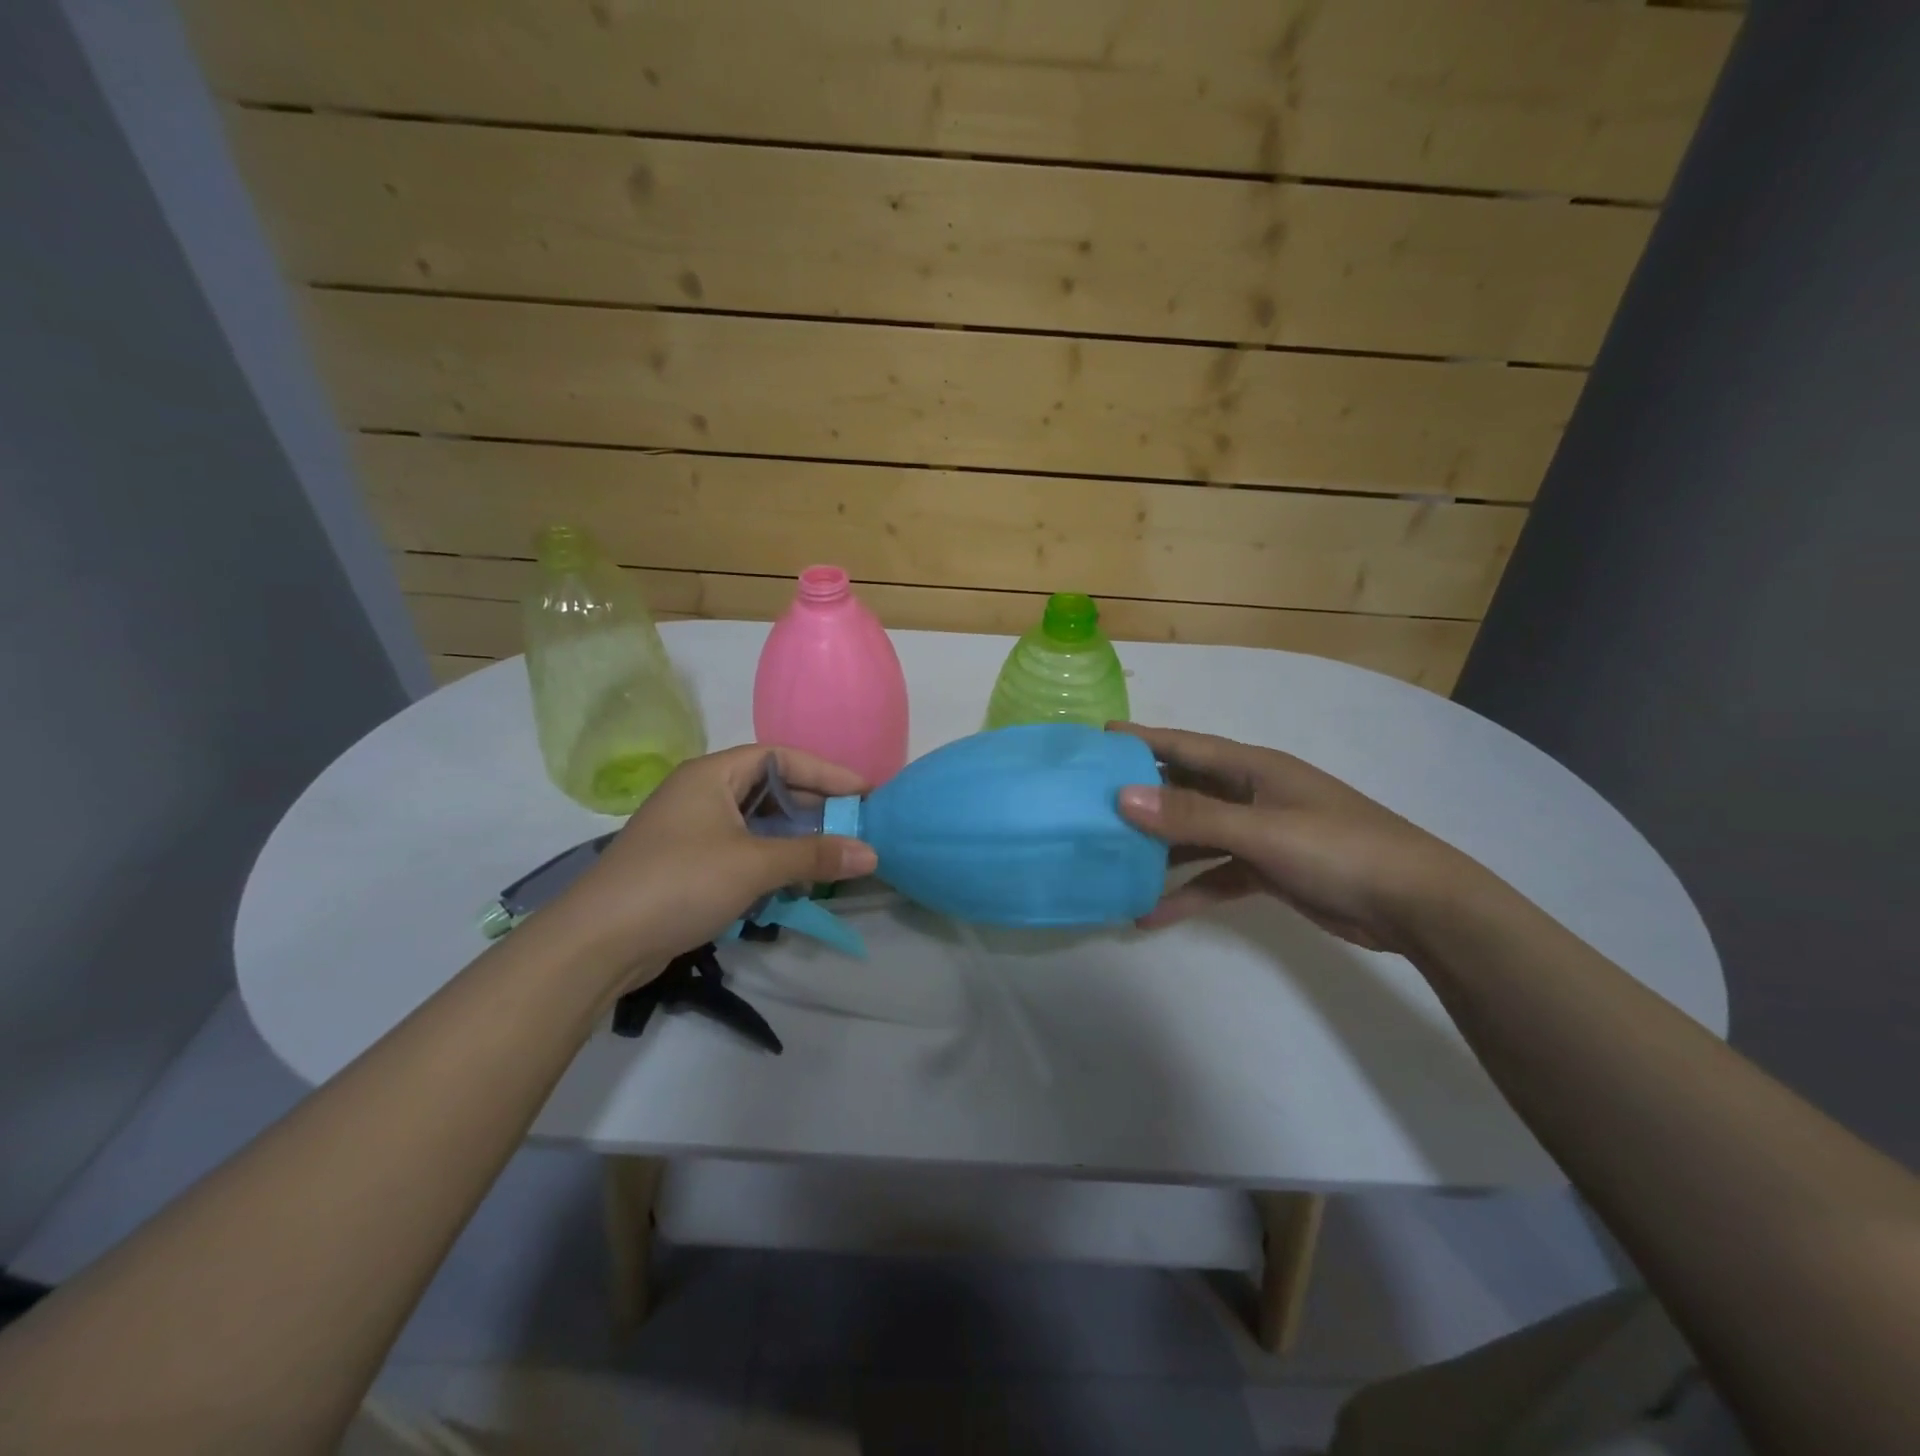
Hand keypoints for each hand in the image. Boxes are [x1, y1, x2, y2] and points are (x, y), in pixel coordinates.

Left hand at [554, 745, 877, 978]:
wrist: (597, 943)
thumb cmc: (678, 884)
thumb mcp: (753, 865)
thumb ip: (814, 856)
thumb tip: (872, 853)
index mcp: (712, 775)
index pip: (780, 757)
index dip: (826, 772)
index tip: (865, 792)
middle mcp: (701, 794)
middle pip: (770, 789)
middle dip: (814, 807)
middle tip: (856, 824)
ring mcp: (692, 830)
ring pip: (757, 823)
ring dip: (794, 837)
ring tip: (834, 852)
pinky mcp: (688, 864)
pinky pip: (743, 849)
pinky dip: (772, 860)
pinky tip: (795, 879)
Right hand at [1111, 723, 1480, 953]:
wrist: (1416, 905)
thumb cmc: (1339, 850)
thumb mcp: (1261, 831)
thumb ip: (1192, 816)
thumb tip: (1122, 796)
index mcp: (1252, 769)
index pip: (1184, 746)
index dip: (1141, 740)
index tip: (1097, 739)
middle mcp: (1251, 794)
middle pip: (1184, 790)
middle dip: (1140, 798)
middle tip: (1089, 806)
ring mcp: (1259, 832)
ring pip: (1195, 835)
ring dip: (1158, 850)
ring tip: (1110, 862)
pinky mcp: (1267, 869)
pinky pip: (1215, 875)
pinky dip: (1187, 892)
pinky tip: (1152, 915)